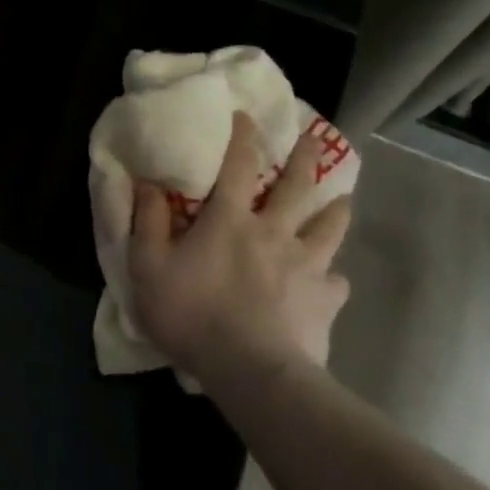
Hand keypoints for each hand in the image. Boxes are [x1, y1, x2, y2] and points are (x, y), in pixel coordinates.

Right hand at [127, 113, 353, 386]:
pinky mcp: (325, 301)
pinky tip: (329, 279)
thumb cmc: (192, 313)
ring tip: (342, 200)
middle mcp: (273, 232)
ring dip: (335, 208)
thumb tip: (148, 183)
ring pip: (328, 227)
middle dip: (304, 158)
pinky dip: (332, 274)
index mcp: (229, 220)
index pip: (237, 166)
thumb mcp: (148, 266)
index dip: (241, 137)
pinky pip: (336, 280)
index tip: (246, 116)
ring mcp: (306, 266)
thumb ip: (148, 221)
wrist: (252, 372)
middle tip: (314, 136)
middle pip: (296, 187)